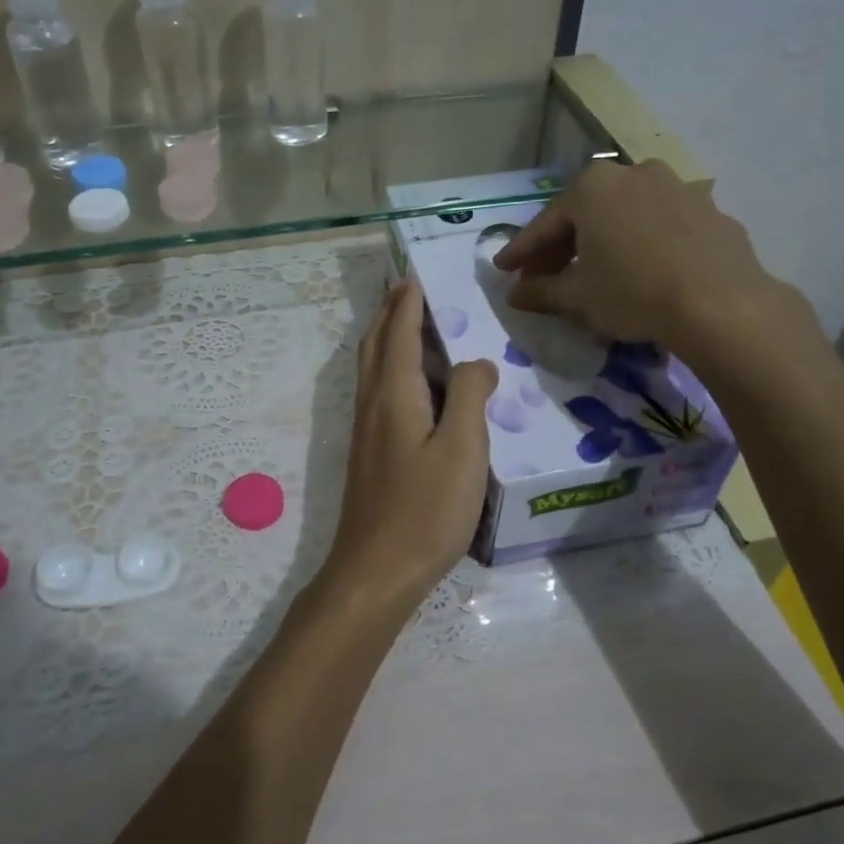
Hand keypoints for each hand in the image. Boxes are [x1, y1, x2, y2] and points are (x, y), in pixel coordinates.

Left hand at [322, 280, 497, 612]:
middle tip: (410, 289)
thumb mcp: (462, 449)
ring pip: (374, 369)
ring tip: (414, 325)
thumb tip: (477, 362)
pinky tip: (415, 386)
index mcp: (394, 394)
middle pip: (377, 344)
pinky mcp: (371, 454)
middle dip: (391, 312)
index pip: (400, 332)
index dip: (409, 302)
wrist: (376, 570)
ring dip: (389, 339)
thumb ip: (470, 396)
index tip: (416, 273)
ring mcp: (367, 431)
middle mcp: (372, 403)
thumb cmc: (424, 509)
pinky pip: (380, 393)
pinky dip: (393, 370)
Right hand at [492, 160, 810, 382]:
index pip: (545, 225)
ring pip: (625, 216)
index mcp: (593, 188)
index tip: (504, 270)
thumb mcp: (578, 297)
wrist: (719, 303)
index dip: (521, 252)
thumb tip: (515, 295)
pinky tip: (643, 271)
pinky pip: (661, 226)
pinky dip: (643, 244)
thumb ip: (542, 291)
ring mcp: (676, 187)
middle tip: (544, 277)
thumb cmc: (632, 292)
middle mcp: (633, 174)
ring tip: (595, 272)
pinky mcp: (709, 210)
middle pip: (585, 214)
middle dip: (561, 247)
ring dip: (604, 241)